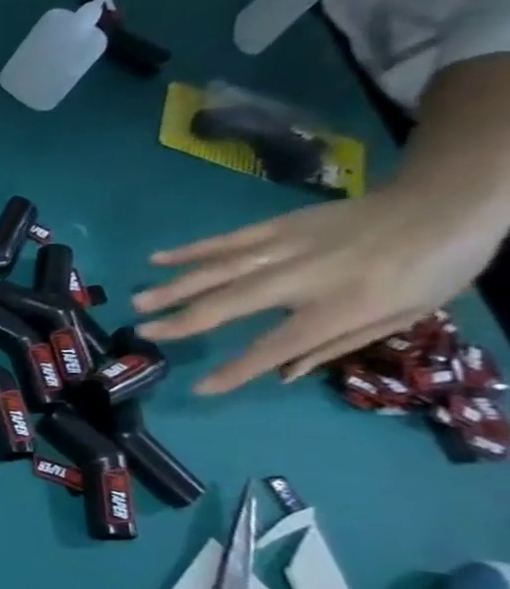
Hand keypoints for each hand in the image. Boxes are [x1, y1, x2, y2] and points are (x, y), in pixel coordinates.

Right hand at [133, 184, 506, 393]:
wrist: (449, 201)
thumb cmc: (434, 267)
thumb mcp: (403, 316)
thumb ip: (338, 344)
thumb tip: (284, 372)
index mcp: (343, 305)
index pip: (278, 345)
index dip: (238, 369)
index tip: (200, 387)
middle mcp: (305, 277)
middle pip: (233, 303)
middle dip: (184, 320)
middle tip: (144, 333)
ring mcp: (287, 246)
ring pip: (220, 270)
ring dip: (175, 287)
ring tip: (138, 302)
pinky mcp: (279, 224)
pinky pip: (227, 239)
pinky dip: (191, 250)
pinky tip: (157, 259)